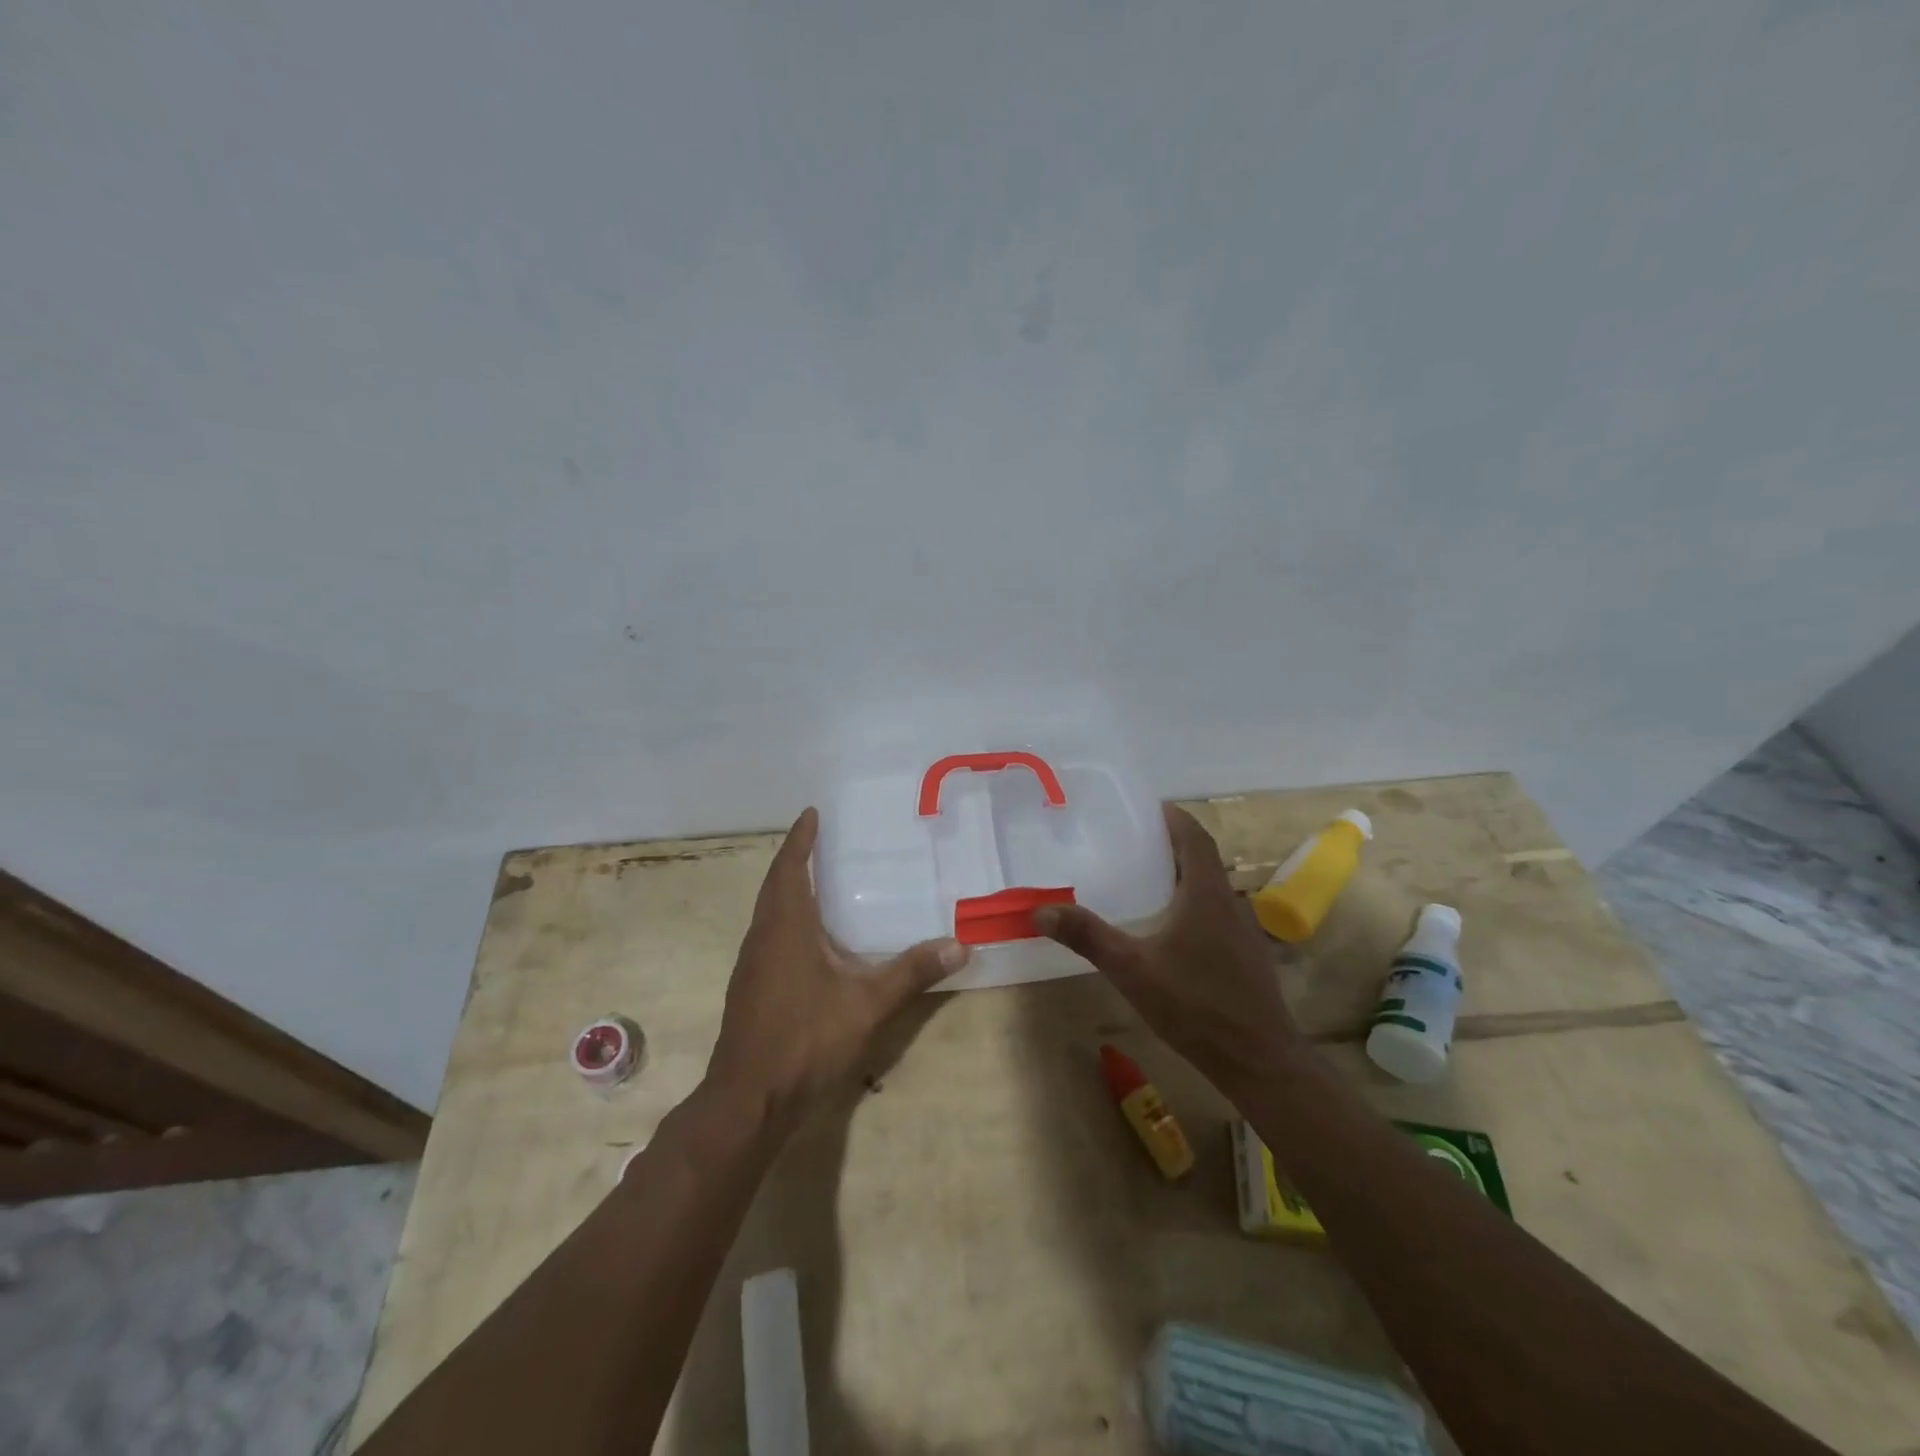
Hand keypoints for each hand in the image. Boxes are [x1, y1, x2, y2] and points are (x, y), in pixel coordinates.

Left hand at [707, 807, 968, 1129]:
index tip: (812, 813)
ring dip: (789, 889)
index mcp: (785, 927)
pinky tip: (813, 939)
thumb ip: (912, 972)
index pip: (790, 867)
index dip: (800, 838)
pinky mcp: (751, 988)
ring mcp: (752, 965)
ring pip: (769, 912)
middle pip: (775, 884)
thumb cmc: (805, 1039)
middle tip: (822, 840)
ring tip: (821, 881)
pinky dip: (788, 919)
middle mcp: (763, 936)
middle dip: (796, 858)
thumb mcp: (867, 1004)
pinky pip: (770, 935)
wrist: (749, 1101)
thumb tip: (960, 944)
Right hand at [1038, 805, 1301, 1094]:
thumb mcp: (1132, 969)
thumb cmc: (1196, 1005)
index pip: (1194, 836)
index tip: (1145, 809)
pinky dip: (1192, 904)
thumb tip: (1041, 910)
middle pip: (1203, 858)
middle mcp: (1230, 902)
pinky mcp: (1246, 956)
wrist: (1259, 1061)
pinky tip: (1168, 930)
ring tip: (1143, 880)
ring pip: (1211, 887)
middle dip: (1170, 845)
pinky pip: (1216, 913)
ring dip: (1182, 875)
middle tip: (1131, 843)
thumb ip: (1088, 936)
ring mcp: (1243, 930)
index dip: (1173, 817)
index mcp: (1207, 893)